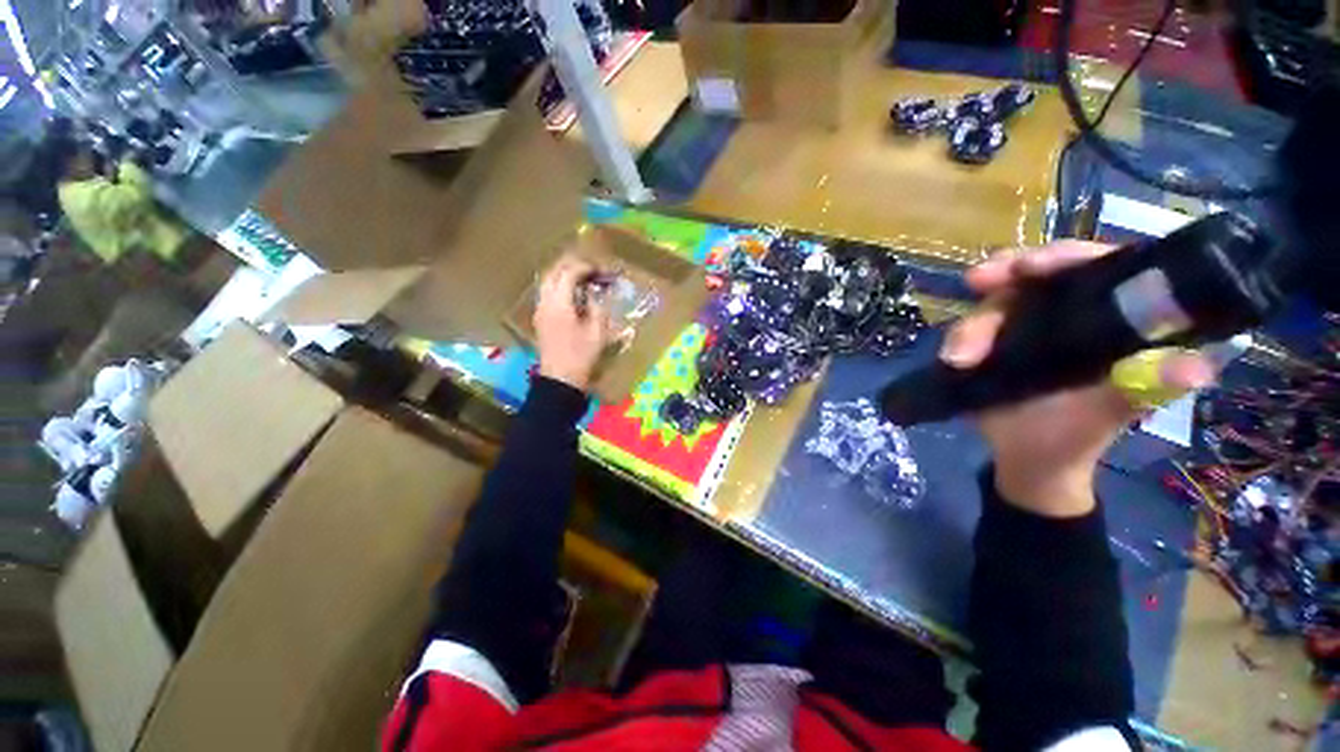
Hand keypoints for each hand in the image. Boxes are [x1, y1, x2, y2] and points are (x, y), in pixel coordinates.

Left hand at [534, 255, 611, 391]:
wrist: (561, 379)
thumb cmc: (581, 355)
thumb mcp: (597, 332)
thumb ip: (597, 308)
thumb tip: (595, 295)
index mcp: (559, 304)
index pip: (568, 274)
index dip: (584, 267)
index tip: (599, 269)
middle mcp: (545, 302)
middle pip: (552, 273)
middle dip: (570, 265)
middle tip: (589, 267)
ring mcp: (540, 311)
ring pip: (547, 282)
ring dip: (562, 274)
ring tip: (580, 276)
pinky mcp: (540, 319)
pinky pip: (546, 293)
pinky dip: (558, 286)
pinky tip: (571, 293)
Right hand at [943, 242, 1218, 516]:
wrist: (1027, 461)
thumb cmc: (1077, 438)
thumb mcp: (1110, 414)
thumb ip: (1142, 390)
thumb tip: (1195, 370)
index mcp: (1113, 321)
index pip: (1099, 268)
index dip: (1068, 257)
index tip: (1032, 266)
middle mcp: (1070, 314)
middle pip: (1039, 275)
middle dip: (1006, 273)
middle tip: (978, 280)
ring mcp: (1026, 327)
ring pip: (997, 303)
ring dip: (974, 325)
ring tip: (958, 358)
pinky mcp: (994, 342)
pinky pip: (971, 328)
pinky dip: (958, 338)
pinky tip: (952, 357)